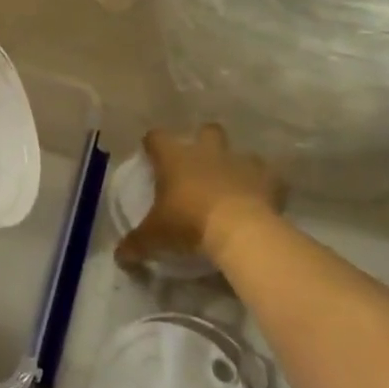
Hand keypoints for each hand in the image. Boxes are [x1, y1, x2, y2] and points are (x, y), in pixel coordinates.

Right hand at [115, 123, 282, 269]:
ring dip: (237, 165)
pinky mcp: (269, 179)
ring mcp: (240, 162)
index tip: (152, 154)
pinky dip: (267, 186)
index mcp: (175, 158)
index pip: (157, 137)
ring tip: (235, 186)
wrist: (239, 231)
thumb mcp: (155, 237)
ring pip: (241, 152)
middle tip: (200, 165)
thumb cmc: (189, 224)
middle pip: (206, 131)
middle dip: (204, 141)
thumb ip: (136, 244)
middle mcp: (207, 152)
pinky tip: (263, 200)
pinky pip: (270, 177)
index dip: (153, 144)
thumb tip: (119, 256)